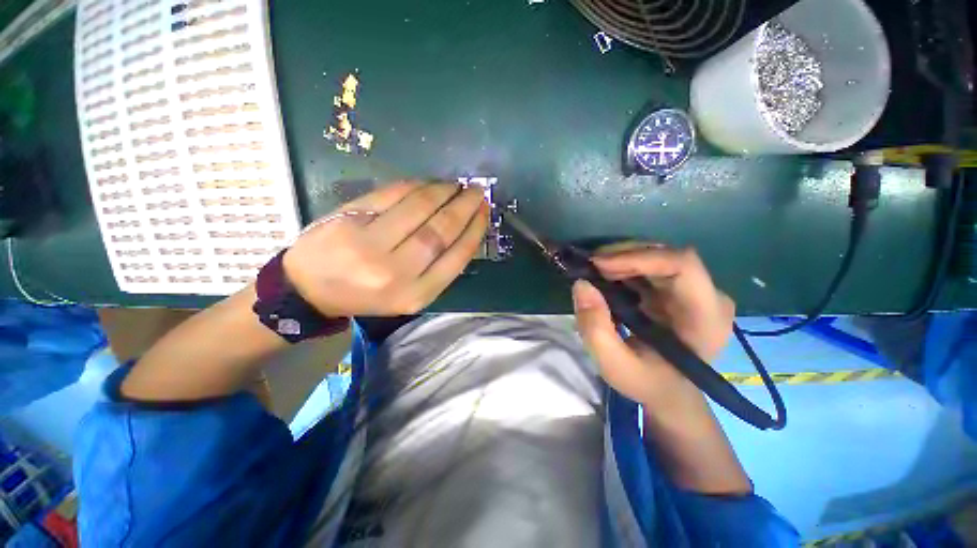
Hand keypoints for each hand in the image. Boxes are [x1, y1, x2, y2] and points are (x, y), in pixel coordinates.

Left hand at [283, 181, 489, 316]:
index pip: (456, 257)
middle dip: (464, 207)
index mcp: (415, 294)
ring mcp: (370, 244)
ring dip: (443, 192)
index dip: (474, 230)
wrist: (310, 289)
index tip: (485, 212)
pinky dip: (416, 186)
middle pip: (440, 231)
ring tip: (456, 185)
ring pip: (419, 209)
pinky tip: (429, 183)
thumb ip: (437, 269)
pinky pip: (392, 195)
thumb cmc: (367, 295)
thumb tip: (464, 231)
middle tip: (477, 191)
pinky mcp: (349, 219)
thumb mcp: (409, 294)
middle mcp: (396, 272)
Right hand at [571, 245, 734, 408]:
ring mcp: (695, 290)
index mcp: (705, 317)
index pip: (682, 265)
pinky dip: (624, 266)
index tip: (599, 265)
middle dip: (624, 256)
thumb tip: (581, 284)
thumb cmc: (647, 382)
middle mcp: (708, 296)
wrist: (667, 392)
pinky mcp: (679, 289)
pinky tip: (607, 277)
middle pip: (667, 255)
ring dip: (622, 259)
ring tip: (595, 272)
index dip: (639, 257)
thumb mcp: (614, 365)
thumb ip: (595, 328)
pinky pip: (651, 265)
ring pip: (657, 256)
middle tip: (590, 267)